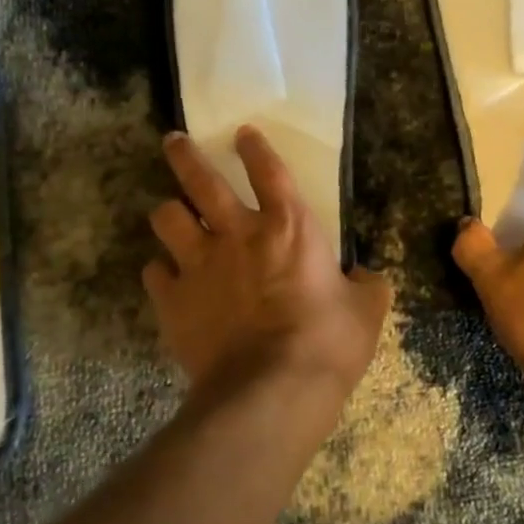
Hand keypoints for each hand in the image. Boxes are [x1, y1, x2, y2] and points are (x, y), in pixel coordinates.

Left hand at [145, 128, 389, 421]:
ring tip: (170, 216)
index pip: (269, 170)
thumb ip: (367, 286)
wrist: (271, 391)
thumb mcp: (366, 311)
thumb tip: (369, 278)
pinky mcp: (173, 301)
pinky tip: (167, 279)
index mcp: (288, 227)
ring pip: (166, 218)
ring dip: (169, 214)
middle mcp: (237, 234)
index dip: (254, 147)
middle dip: (185, 155)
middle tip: (174, 141)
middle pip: (201, 180)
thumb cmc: (327, 342)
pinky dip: (161, 272)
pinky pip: (154, 273)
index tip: (242, 132)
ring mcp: (200, 265)